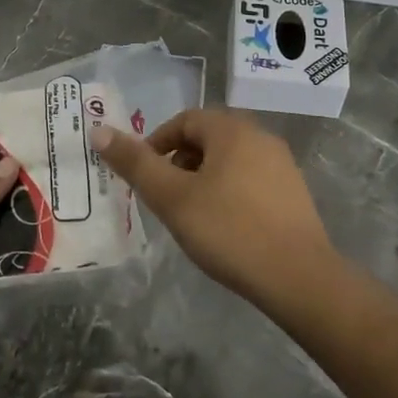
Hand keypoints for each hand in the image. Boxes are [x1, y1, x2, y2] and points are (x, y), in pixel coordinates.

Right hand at [92, 109, 334, 308]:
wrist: (298, 278)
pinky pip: (250, 179)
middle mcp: (260, 136)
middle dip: (179, 161)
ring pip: (230, 160)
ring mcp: (282, 165)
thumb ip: (136, 164)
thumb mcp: (172, 198)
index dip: (157, 143)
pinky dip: (229, 192)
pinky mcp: (295, 193)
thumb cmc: (229, 230)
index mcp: (232, 129)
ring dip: (203, 178)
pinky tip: (224, 226)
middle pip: (208, 138)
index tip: (144, 176)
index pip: (184, 120)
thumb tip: (99, 131)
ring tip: (190, 214)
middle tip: (164, 197)